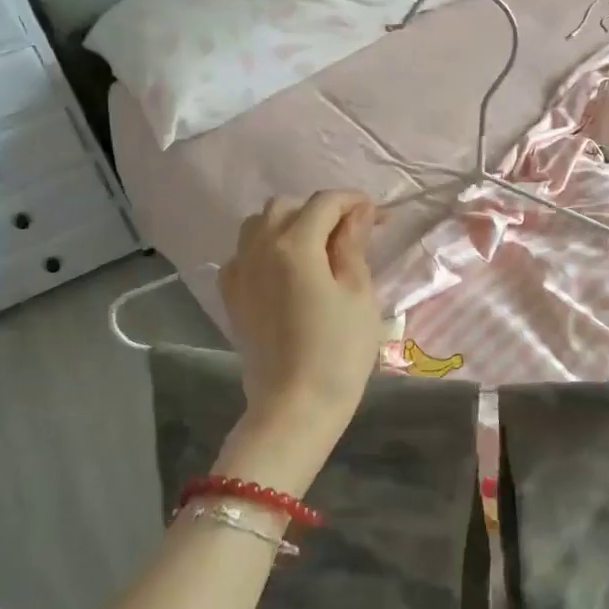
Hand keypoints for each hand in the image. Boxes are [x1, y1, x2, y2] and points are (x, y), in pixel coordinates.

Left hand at [217, 191, 383, 486]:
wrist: (294, 406)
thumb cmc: (339, 352)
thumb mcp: (359, 294)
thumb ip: (353, 245)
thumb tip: (356, 212)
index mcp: (294, 245)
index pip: (325, 203)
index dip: (354, 202)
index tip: (377, 216)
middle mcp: (259, 248)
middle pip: (287, 206)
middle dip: (321, 210)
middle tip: (350, 233)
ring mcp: (240, 272)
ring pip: (258, 224)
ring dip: (289, 224)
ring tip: (316, 247)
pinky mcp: (232, 295)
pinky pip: (243, 253)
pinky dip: (265, 248)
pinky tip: (284, 270)